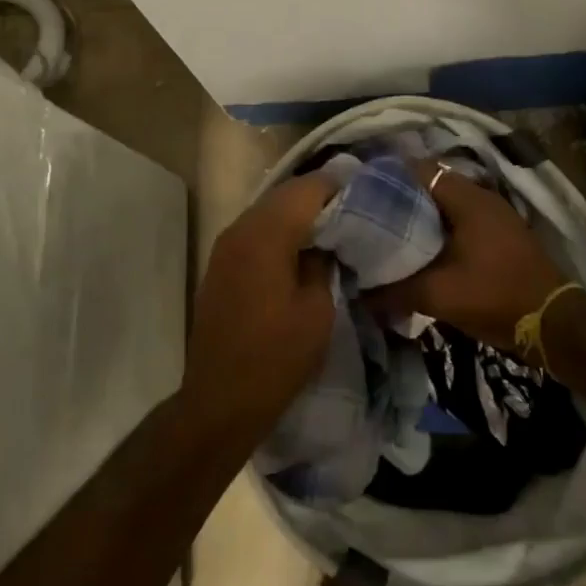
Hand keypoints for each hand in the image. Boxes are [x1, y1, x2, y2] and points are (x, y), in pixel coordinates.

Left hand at [183, 174, 338, 437]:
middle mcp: (241, 228)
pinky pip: (256, 230)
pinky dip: (281, 230)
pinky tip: (302, 249)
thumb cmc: (276, 357)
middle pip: (285, 194)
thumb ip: (323, 263)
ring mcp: (225, 245)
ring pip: (269, 210)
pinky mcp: (221, 263)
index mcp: (266, 235)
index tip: (366, 193)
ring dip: (299, 213)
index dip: (339, 186)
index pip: (307, 189)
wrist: (220, 400)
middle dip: (319, 197)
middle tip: (354, 209)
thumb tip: (326, 242)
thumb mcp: (317, 310)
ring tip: (333, 228)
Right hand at [361, 163, 566, 349]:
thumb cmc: (495, 296)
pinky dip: (441, 230)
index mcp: (467, 198)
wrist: (553, 323)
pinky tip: (423, 252)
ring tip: (390, 234)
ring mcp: (495, 215)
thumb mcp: (439, 296)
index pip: (418, 171)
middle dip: (401, 200)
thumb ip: (395, 291)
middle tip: (370, 217)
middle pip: (431, 187)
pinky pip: (462, 222)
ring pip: (447, 206)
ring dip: (421, 217)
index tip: (362, 194)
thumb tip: (360, 295)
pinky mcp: (502, 235)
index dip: (388, 179)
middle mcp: (482, 197)